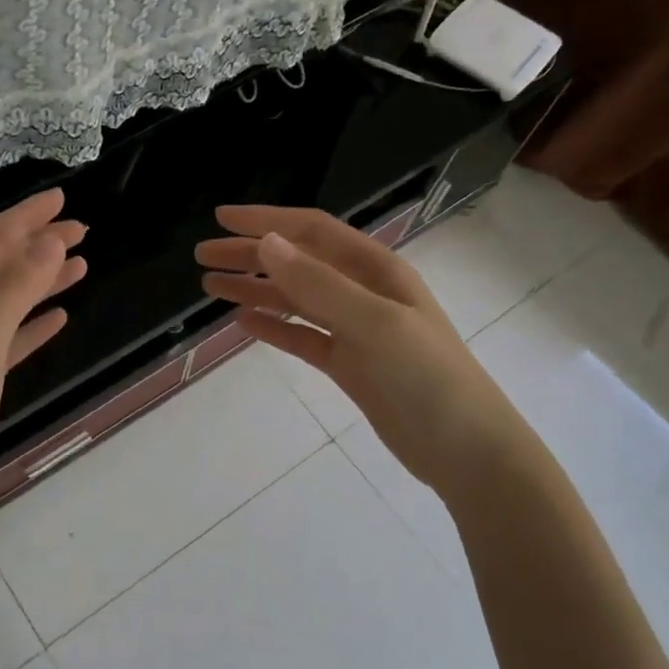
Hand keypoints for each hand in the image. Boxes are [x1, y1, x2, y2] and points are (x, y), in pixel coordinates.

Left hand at [0, 189, 85, 522]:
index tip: (62, 199)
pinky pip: (11, 338)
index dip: (24, 217)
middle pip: (0, 266)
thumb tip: (49, 240)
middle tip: (81, 229)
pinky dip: (35, 323)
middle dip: (37, 243)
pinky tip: (60, 317)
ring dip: (42, 279)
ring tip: (80, 265)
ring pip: (9, 300)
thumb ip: (16, 287)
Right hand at [195, 206, 517, 489]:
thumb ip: (318, 285)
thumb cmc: (427, 378)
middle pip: (297, 263)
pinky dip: (274, 327)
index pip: (311, 232)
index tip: (221, 219)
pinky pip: (302, 336)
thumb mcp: (373, 324)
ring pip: (295, 299)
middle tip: (203, 256)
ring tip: (210, 286)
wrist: (465, 449)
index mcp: (375, 270)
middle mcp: (363, 292)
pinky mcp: (348, 364)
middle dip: (250, 255)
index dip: (266, 220)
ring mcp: (355, 330)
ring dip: (255, 289)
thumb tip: (266, 243)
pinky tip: (244, 322)